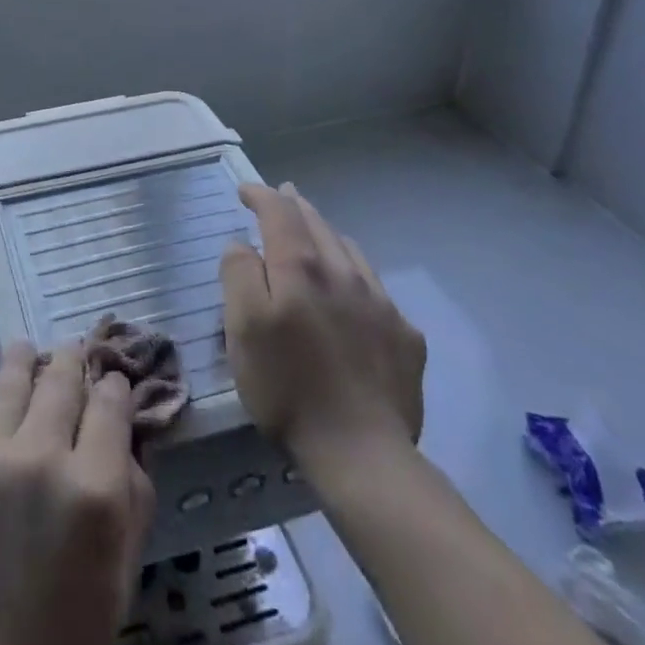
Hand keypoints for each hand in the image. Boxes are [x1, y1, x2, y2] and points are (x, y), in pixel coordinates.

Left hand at [0, 342, 153, 644]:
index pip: (112, 406)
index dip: (116, 387)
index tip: (114, 382)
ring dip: (26, 361)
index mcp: (96, 492)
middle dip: (74, 361)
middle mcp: (42, 457)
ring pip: (14, 381)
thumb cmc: (59, 643)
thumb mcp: (119, 580)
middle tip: (74, 350)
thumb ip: (132, 501)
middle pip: (64, 381)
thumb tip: (128, 441)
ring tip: (27, 349)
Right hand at [221, 182, 426, 464]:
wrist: (362, 453)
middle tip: (282, 195)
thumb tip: (243, 244)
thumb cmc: (287, 388)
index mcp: (300, 268)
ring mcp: (380, 303)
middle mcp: (343, 273)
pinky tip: (352, 289)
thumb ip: (239, 275)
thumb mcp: (243, 329)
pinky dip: (355, 272)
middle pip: (317, 224)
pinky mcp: (405, 335)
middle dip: (295, 206)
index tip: (245, 190)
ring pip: (350, 250)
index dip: (261, 196)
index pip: (279, 213)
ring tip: (315, 232)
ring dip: (327, 233)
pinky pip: (375, 287)